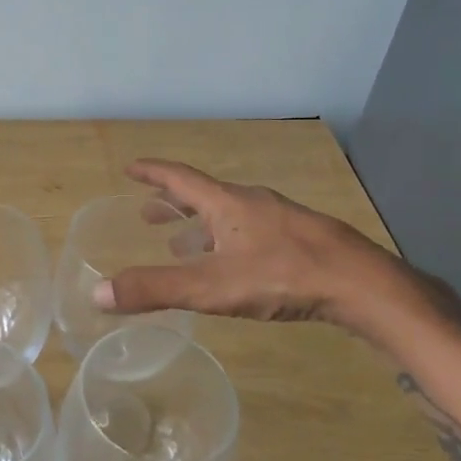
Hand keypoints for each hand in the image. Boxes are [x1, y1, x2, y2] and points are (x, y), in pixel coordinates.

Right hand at [93, 158, 418, 336]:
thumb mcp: (211, 286)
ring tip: (182, 245)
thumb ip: (155, 289)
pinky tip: (233, 265)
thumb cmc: (281, 276)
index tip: (131, 167)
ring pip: (229, 215)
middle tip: (148, 214)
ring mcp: (280, 219)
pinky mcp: (301, 239)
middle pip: (203, 195)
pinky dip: (227, 240)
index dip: (152, 173)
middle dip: (172, 204)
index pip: (180, 179)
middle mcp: (251, 203)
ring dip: (200, 226)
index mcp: (226, 204)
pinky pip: (251, 231)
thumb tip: (98, 293)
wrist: (361, 284)